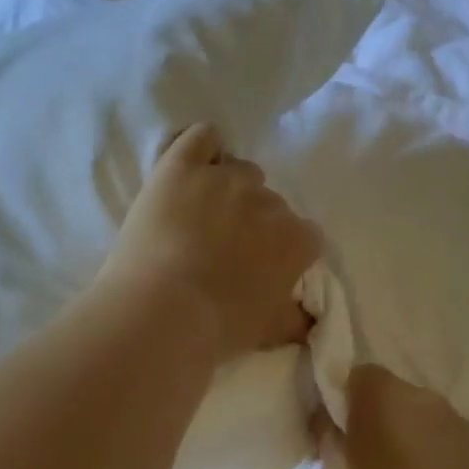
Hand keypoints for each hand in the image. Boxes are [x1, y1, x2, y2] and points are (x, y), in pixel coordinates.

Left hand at [99, 124, 321, 362]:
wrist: (159, 313)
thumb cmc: (219, 328)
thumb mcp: (269, 332)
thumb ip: (296, 318)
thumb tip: (308, 317)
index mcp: (295, 239)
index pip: (305, 235)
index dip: (285, 250)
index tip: (265, 266)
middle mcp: (268, 200)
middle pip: (270, 202)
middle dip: (254, 221)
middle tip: (226, 248)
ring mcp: (225, 178)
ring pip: (239, 170)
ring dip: (228, 188)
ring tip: (202, 215)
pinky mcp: (182, 165)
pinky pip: (202, 136)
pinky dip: (203, 146)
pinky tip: (192, 166)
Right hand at [318, 365, 468, 468]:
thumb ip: (329, 440)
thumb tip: (327, 419)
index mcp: (382, 396)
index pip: (360, 376)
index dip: (349, 401)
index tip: (343, 433)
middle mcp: (425, 397)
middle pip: (398, 397)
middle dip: (386, 421)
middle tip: (376, 464)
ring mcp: (463, 421)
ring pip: (431, 421)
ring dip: (420, 440)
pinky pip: (459, 443)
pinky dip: (449, 459)